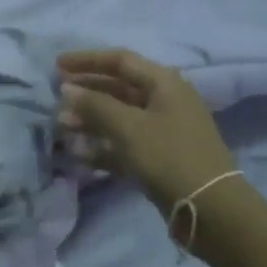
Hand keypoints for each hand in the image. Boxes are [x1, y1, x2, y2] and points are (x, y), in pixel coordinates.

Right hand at [57, 49, 237, 211]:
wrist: (209, 206)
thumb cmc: (168, 156)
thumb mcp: (128, 127)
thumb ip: (95, 105)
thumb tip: (67, 89)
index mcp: (163, 82)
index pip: (120, 60)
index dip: (87, 60)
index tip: (57, 65)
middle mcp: (165, 100)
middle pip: (118, 88)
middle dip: (87, 92)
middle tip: (56, 98)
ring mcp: (163, 130)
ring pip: (120, 117)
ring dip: (90, 120)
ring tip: (62, 127)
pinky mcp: (159, 156)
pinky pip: (125, 143)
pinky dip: (103, 146)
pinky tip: (79, 154)